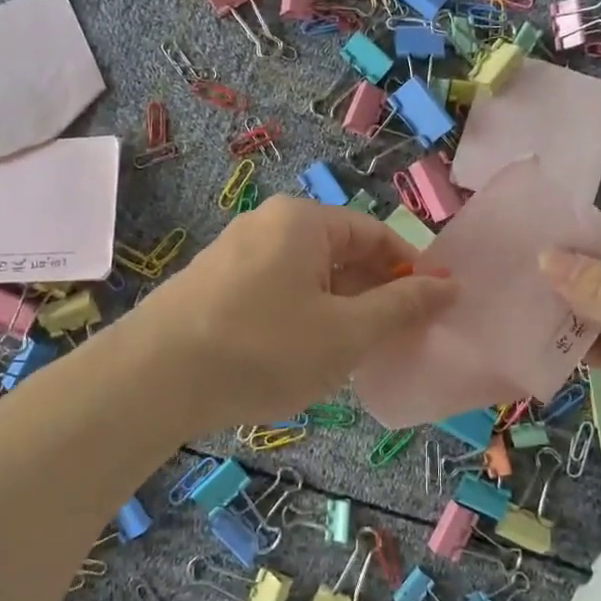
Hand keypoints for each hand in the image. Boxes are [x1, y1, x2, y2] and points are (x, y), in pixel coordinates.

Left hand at [133, 196, 457, 436]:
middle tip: (390, 343)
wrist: (152, 379)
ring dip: (337, 311)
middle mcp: (267, 224)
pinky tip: (297, 358)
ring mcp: (234, 254)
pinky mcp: (211, 286)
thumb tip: (449, 285)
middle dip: (372, 295)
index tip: (430, 313)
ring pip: (307, 277)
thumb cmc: (264, 348)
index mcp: (303, 221)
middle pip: (340, 253)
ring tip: (347, 357)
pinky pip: (274, 293)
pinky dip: (300, 319)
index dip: (410, 271)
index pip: (376, 234)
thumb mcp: (346, 333)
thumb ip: (401, 307)